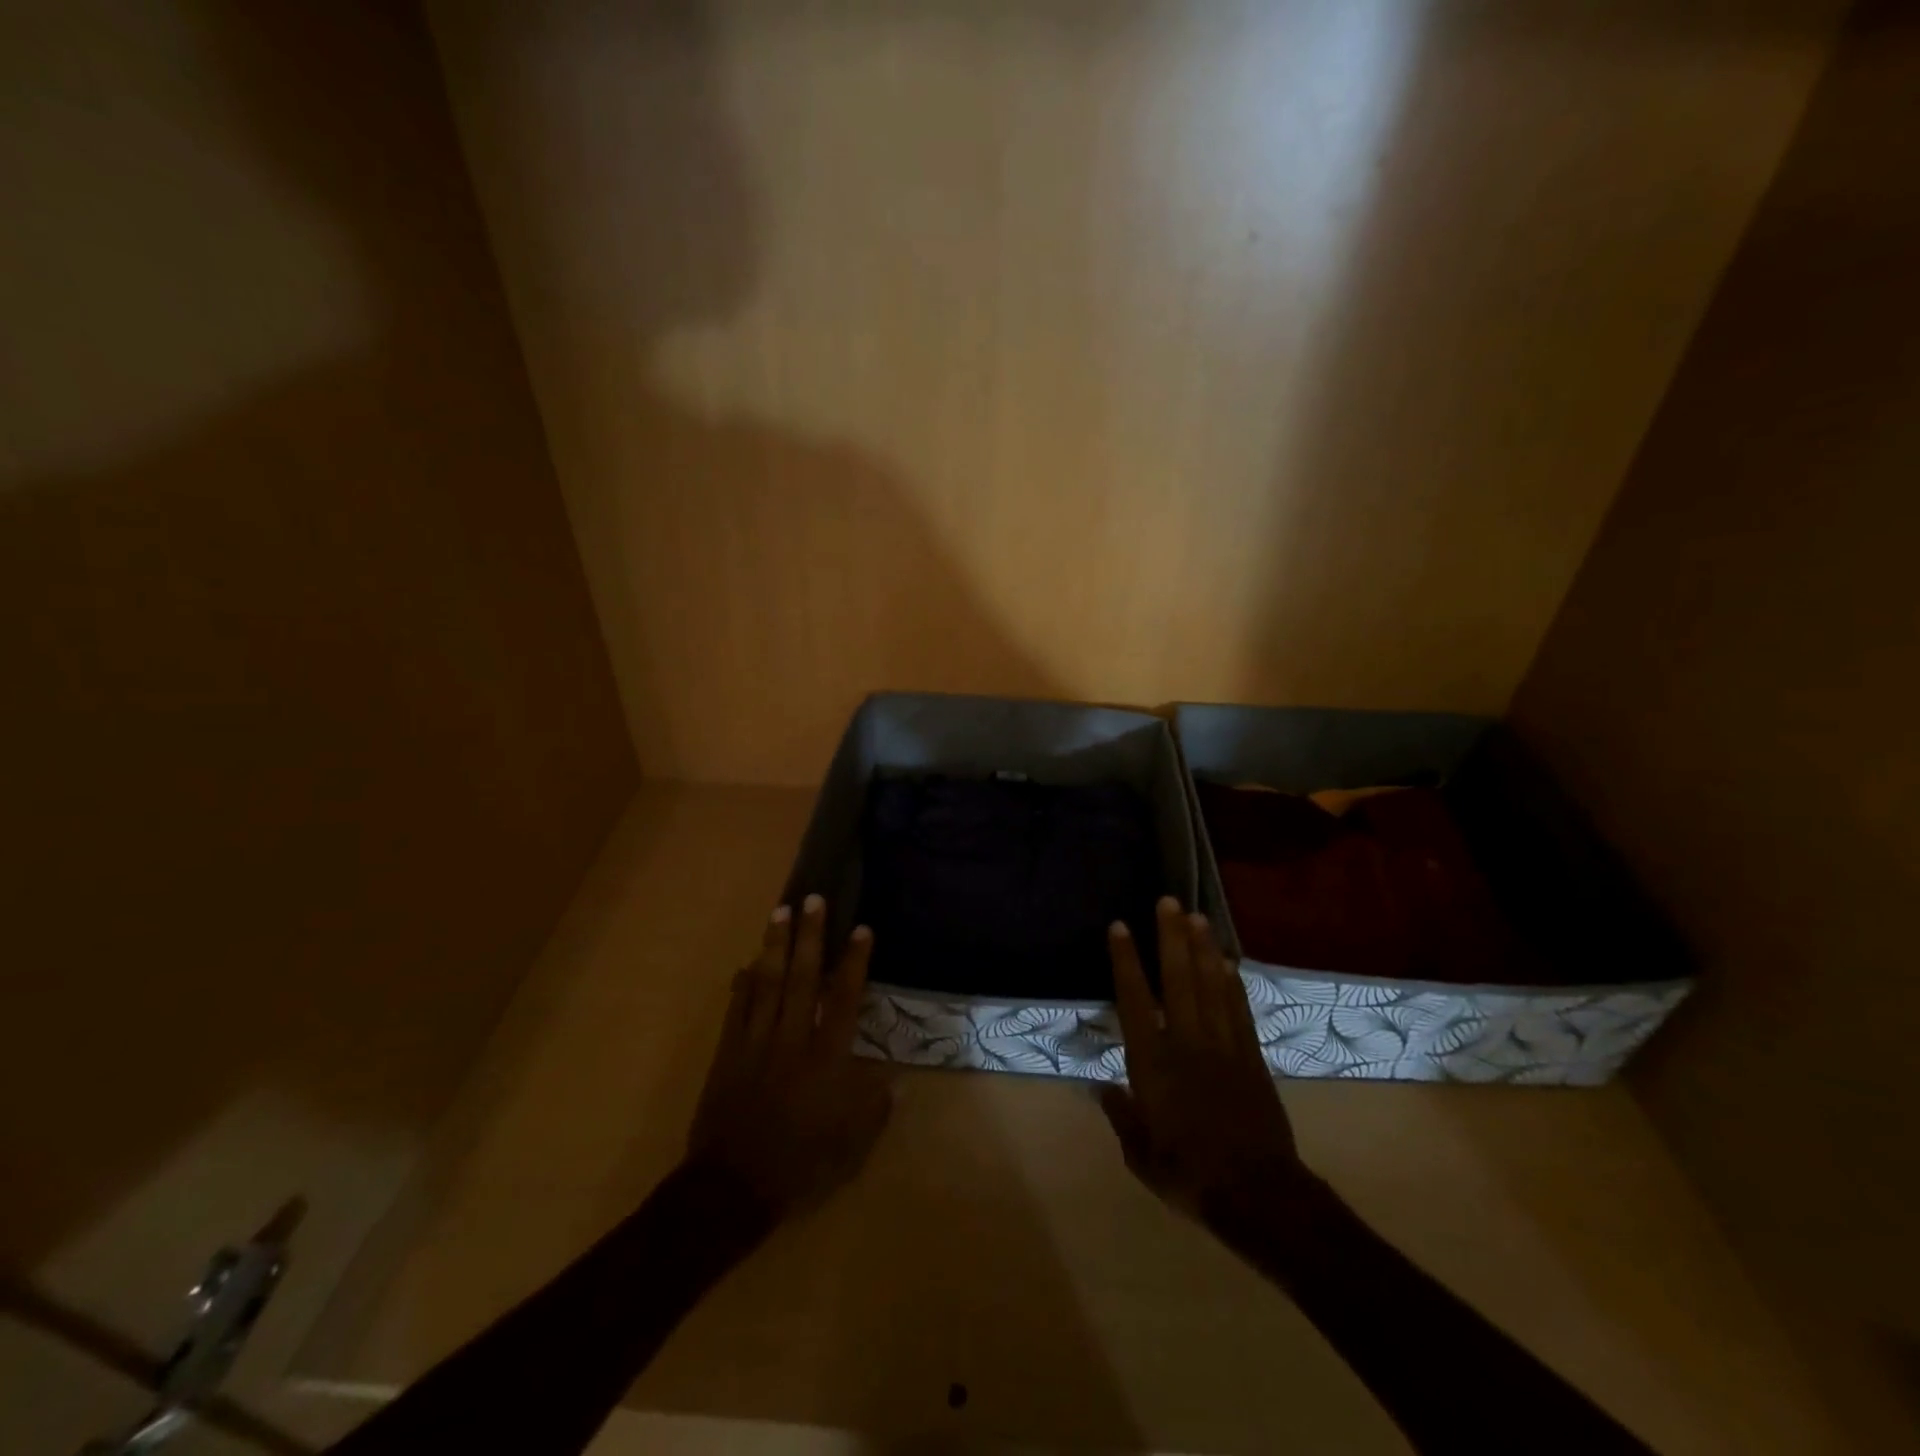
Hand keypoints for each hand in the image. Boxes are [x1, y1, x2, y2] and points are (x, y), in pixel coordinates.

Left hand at [686, 894, 891, 1216]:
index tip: (861, 929)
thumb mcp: (851, 1146)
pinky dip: (743, 983)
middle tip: (813, 899)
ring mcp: (756, 1043)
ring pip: (767, 983)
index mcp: (826, 1059)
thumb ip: (875, 1109)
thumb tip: (896, 1081)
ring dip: (775, 945)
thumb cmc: (800, 1165)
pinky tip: (748, 963)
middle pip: (802, 978)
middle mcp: (792, 1039)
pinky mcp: (728, 1053)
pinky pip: (737, 1009)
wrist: (732, 1188)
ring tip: (780, 912)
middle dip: (810, 936)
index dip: (854, 962)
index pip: (844, 998)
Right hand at [1100, 897, 1315, 1226]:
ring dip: (1203, 948)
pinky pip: (1239, 1010)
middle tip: (1168, 901)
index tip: (1120, 927)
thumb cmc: (1189, 1175)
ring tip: (1197, 916)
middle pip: (1178, 980)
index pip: (1135, 1001)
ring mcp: (1224, 1046)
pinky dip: (1231, 982)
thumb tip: (1102, 1088)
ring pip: (1211, 986)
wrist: (1258, 1195)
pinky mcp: (1251, 1057)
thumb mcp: (1140, 1155)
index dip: (1126, 961)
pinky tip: (1226, 961)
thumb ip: (1121, 1116)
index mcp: (1154, 1064)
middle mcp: (1187, 1043)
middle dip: (1171, 937)